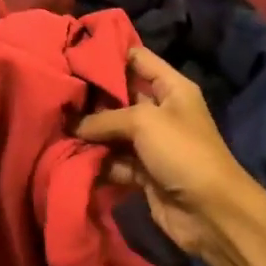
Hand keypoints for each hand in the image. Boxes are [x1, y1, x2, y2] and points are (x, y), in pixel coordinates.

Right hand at [75, 47, 258, 255]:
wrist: (211, 212)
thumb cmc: (182, 151)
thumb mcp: (144, 122)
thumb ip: (105, 118)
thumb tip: (72, 123)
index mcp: (172, 88)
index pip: (137, 58)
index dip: (108, 53)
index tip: (73, 54)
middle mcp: (162, 110)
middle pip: (121, 96)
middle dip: (91, 96)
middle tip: (56, 92)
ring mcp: (152, 143)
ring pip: (114, 131)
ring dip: (89, 132)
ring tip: (54, 125)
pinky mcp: (144, 172)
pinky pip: (115, 160)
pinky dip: (97, 161)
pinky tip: (68, 157)